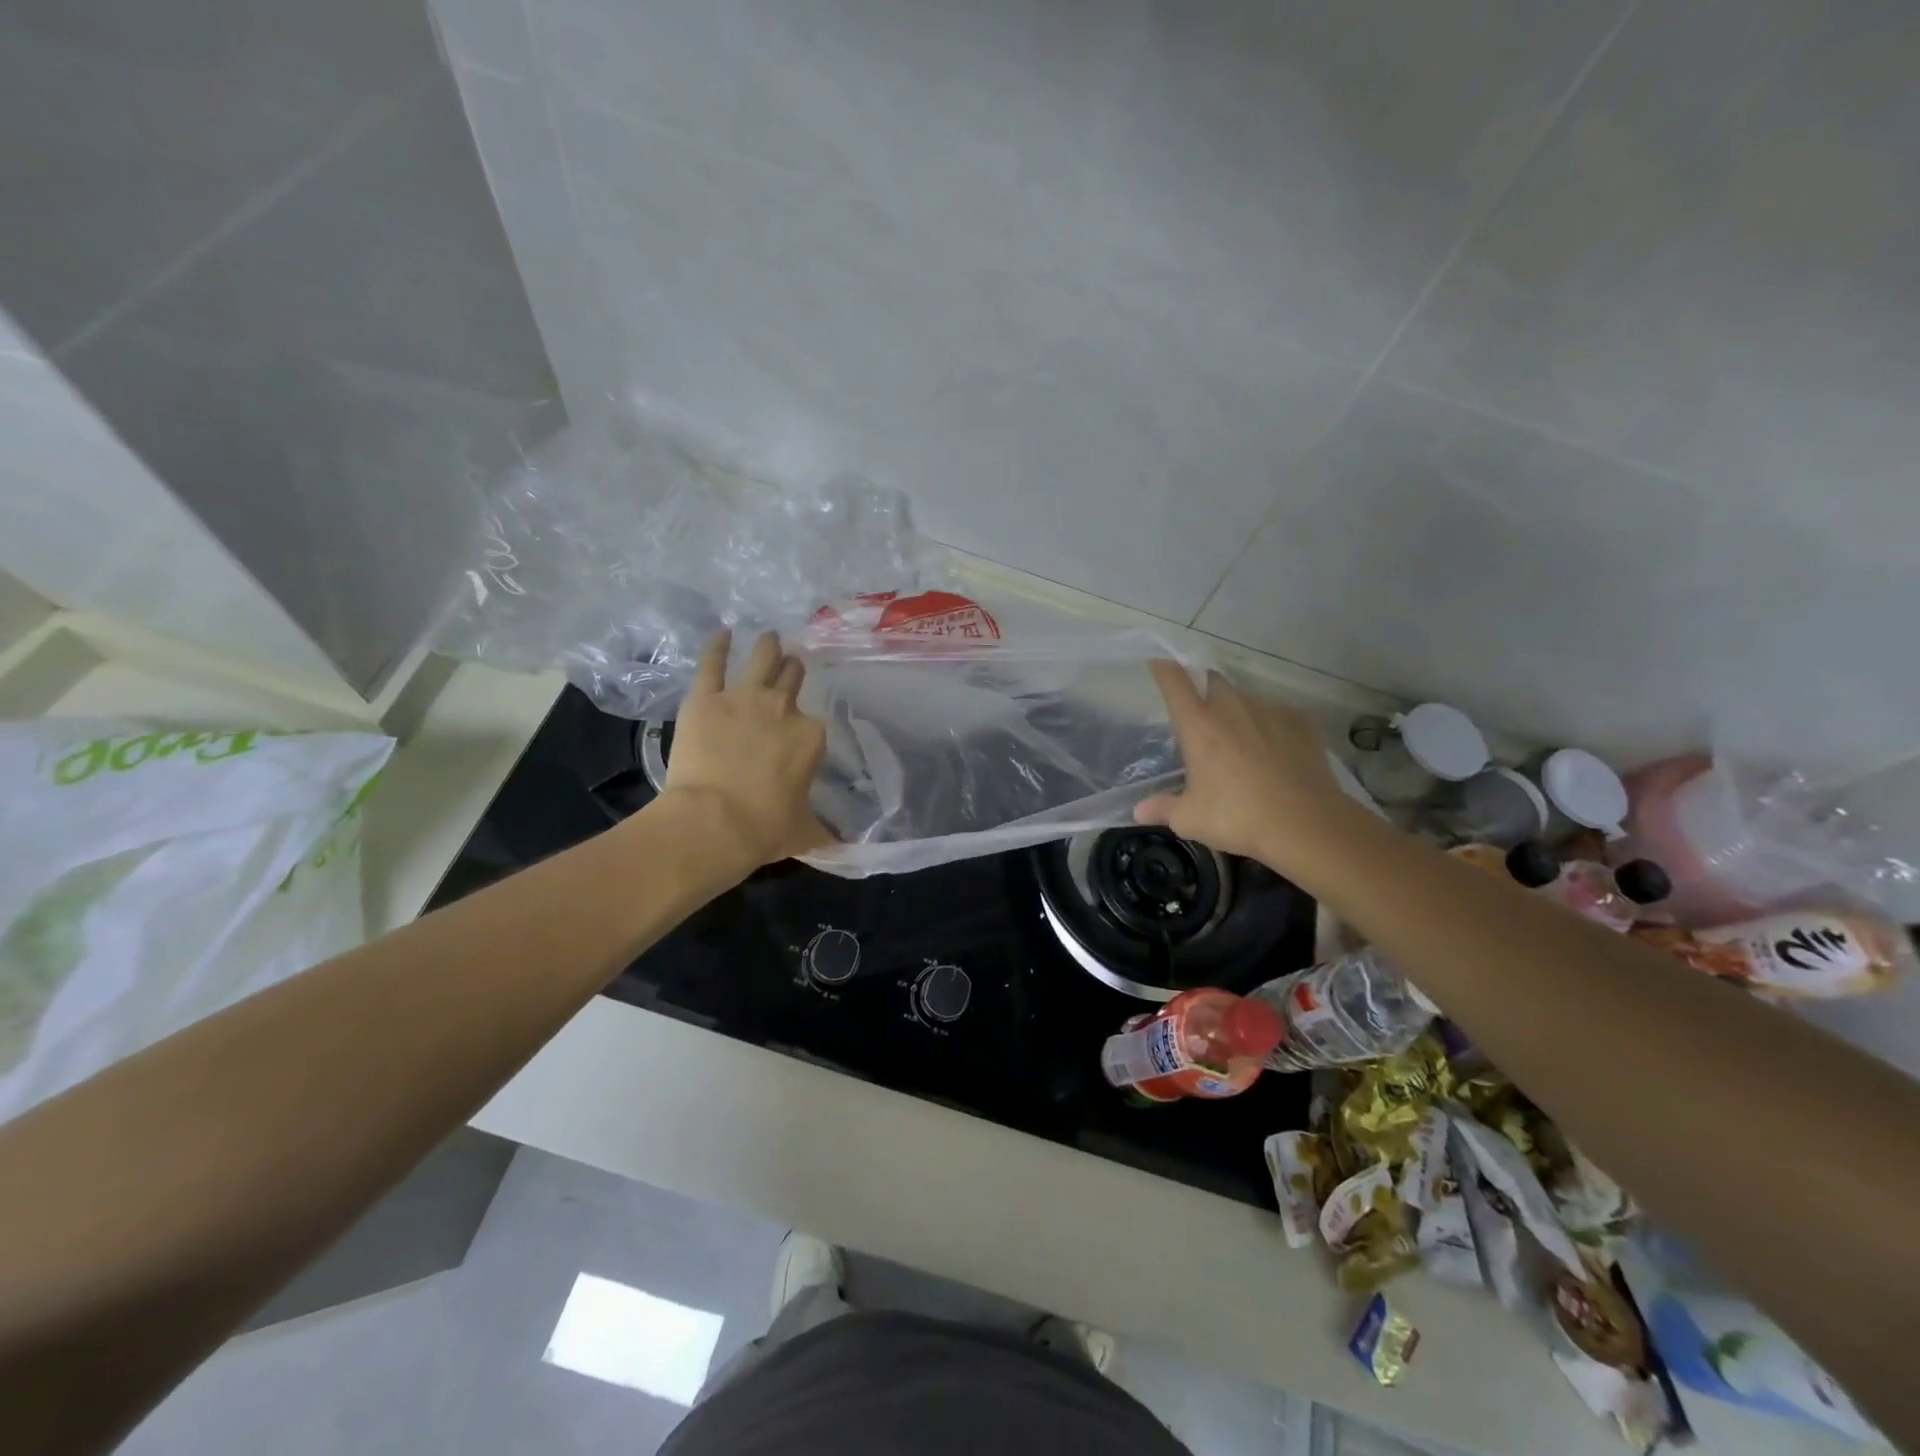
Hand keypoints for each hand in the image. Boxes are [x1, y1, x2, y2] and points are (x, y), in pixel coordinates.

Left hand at [660, 630, 831, 872]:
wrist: (714, 823)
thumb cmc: (765, 829)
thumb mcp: (804, 832)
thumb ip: (824, 830)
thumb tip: (842, 845)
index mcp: (811, 735)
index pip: (815, 722)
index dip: (807, 726)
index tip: (800, 733)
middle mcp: (783, 707)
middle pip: (792, 676)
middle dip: (793, 671)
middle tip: (790, 667)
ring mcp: (743, 697)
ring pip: (762, 658)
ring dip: (768, 646)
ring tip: (769, 637)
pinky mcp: (705, 698)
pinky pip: (712, 662)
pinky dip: (717, 646)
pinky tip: (722, 634)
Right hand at [1134, 661, 1360, 876]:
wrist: (1306, 825)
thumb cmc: (1237, 818)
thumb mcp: (1190, 819)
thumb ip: (1162, 808)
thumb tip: (1139, 810)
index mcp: (1199, 726)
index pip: (1175, 683)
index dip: (1164, 670)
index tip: (1158, 664)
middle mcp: (1232, 709)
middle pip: (1213, 681)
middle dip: (1203, 688)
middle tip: (1200, 712)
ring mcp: (1270, 711)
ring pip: (1246, 698)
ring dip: (1236, 709)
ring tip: (1238, 737)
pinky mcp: (1301, 722)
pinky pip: (1277, 713)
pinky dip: (1269, 724)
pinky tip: (1273, 747)